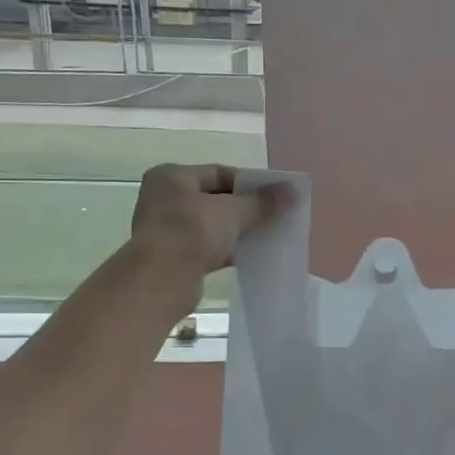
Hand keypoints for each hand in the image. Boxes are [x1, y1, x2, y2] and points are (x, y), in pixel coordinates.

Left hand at [130, 164, 279, 282]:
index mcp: (172, 177)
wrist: (161, 281)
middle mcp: (164, 199)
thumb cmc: (192, 232)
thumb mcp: (233, 212)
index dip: (249, 184)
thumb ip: (262, 201)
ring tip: (266, 235)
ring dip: (237, 230)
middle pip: (215, 199)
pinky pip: (207, 247)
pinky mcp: (174, 256)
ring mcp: (167, 229)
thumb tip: (293, 191)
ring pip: (212, 225)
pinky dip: (227, 249)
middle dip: (245, 208)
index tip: (274, 196)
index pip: (219, 173)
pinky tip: (250, 255)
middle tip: (274, 215)